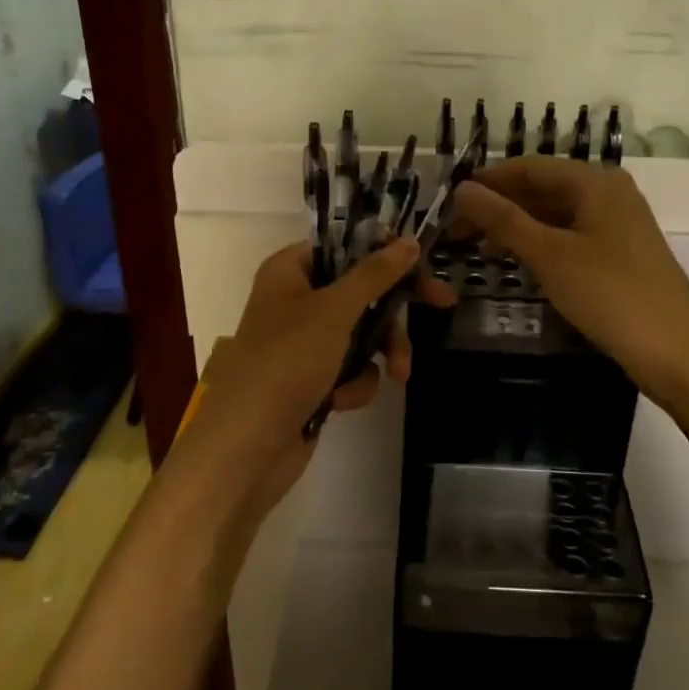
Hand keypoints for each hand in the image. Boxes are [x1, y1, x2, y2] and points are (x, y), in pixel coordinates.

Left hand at [173, 237, 452, 519]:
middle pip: (360, 289)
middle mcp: (294, 300)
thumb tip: (409, 241)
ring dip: (380, 352)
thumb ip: (374, 274)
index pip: (345, 245)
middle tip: (442, 303)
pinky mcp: (310, 380)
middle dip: (393, 310)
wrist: (246, 448)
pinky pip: (349, 369)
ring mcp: (302, 343)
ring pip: (361, 332)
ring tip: (399, 373)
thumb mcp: (334, 310)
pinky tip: (342, 401)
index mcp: (289, 271)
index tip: (422, 260)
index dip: (384, 251)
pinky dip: (353, 383)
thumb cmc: (286, 363)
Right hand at [451, 158, 688, 411]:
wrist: (679, 352)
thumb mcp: (550, 255)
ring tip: (479, 248)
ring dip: (517, 227)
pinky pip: (570, 236)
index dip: (488, 181)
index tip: (449, 200)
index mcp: (595, 181)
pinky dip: (540, 244)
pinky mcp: (620, 253)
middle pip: (542, 189)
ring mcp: (617, 224)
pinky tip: (517, 262)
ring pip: (555, 214)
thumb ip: (503, 219)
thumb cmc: (611, 295)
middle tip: (456, 232)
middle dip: (499, 207)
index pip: (529, 167)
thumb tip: (462, 189)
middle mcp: (608, 192)